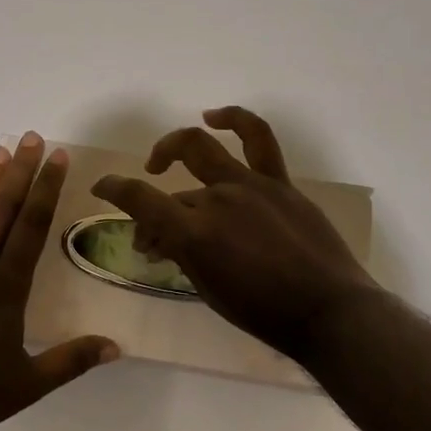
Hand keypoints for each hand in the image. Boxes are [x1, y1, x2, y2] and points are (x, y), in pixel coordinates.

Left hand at [0, 132, 119, 430]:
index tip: (57, 158)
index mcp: (7, 286)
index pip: (33, 226)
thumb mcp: (26, 385)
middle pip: (3, 208)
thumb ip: (71, 361)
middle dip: (20, 171)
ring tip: (0, 151)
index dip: (47, 189)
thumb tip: (117, 347)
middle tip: (31, 138)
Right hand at [92, 107, 379, 362]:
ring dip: (174, 147)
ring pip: (202, 149)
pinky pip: (257, 138)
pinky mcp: (279, 182)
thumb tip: (159, 238)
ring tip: (161, 160)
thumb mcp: (209, 290)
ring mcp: (251, 185)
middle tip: (153, 230)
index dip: (113, 189)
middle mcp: (218, 200)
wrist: (330, 312)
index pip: (140, 200)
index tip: (101, 187)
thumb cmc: (264, 314)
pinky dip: (234, 120)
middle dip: (151, 206)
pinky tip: (215, 116)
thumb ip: (181, 255)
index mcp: (196, 235)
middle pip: (172, 192)